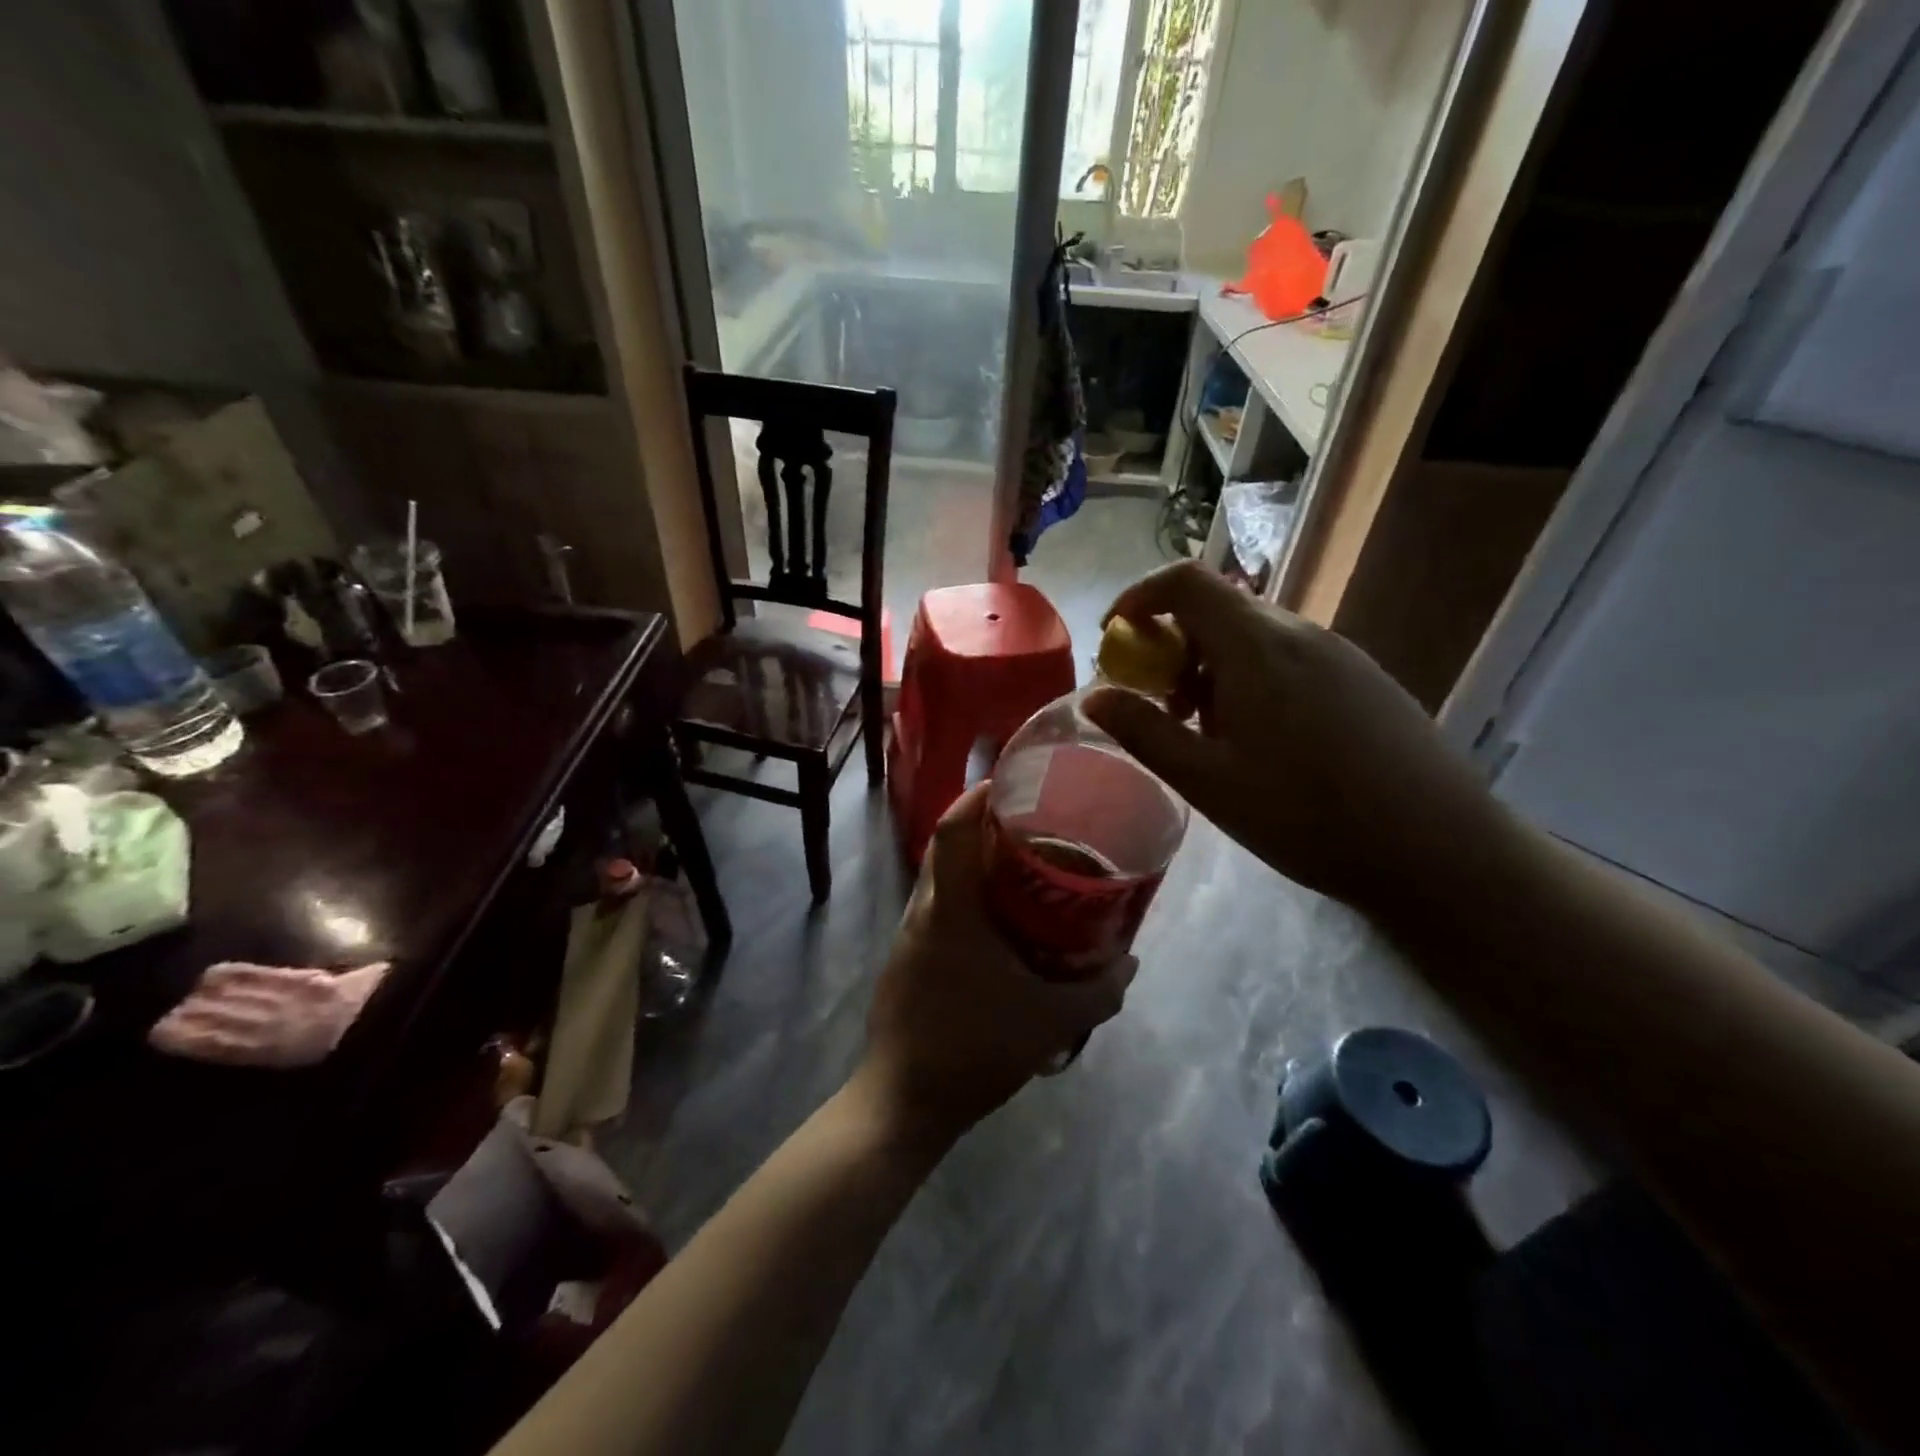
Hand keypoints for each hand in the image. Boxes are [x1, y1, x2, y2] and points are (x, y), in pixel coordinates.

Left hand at [857, 785, 1136, 1148]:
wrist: (903, 1103)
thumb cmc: (974, 1049)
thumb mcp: (1051, 1022)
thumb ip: (1099, 990)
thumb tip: (1132, 960)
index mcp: (950, 909)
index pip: (953, 829)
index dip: (977, 796)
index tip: (1011, 781)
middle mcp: (924, 910)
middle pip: (947, 846)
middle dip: (984, 826)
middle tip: (1033, 825)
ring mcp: (909, 935)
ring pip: (941, 879)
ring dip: (976, 864)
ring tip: (1023, 870)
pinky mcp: (906, 959)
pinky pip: (938, 909)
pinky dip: (967, 899)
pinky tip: (999, 926)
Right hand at [1083, 561, 1508, 919]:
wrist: (1438, 850)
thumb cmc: (1306, 816)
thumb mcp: (1207, 780)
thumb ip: (1143, 731)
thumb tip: (1094, 696)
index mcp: (1256, 647)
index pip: (1185, 581)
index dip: (1138, 597)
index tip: (1115, 639)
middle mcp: (1299, 633)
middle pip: (1217, 607)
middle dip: (1171, 644)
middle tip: (1158, 705)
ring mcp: (1338, 653)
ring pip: (1252, 635)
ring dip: (1210, 667)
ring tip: (1207, 733)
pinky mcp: (1362, 678)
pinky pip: (1287, 657)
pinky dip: (1249, 678)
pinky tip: (1260, 741)